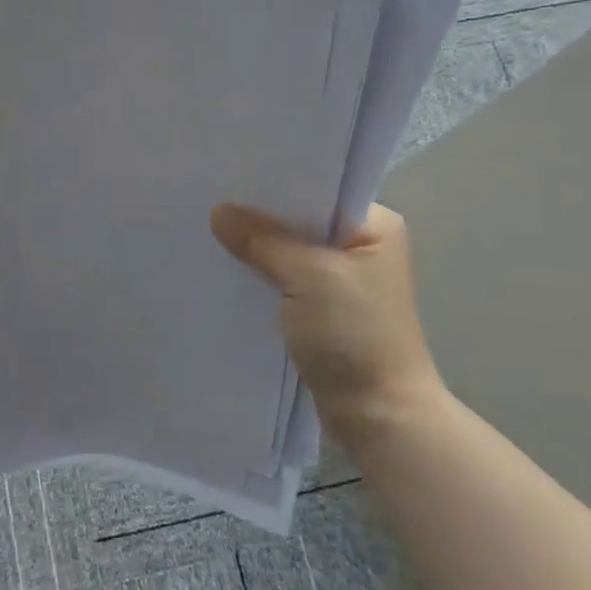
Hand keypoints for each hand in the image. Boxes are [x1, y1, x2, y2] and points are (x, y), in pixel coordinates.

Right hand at [210, 202, 445, 438]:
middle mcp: (361, 246)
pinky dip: (263, 275)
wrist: (379, 416)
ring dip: (259, 247)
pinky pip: (286, 279)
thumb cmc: (355, 335)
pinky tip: (229, 267)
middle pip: (301, 219)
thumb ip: (263, 240)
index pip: (319, 189)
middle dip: (261, 215)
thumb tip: (219, 211)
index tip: (233, 173)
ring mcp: (342, 280)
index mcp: (375, 226)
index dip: (277, 183)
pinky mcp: (324, 310)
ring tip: (212, 228)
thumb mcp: (308, 276)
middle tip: (212, 198)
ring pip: (291, 251)